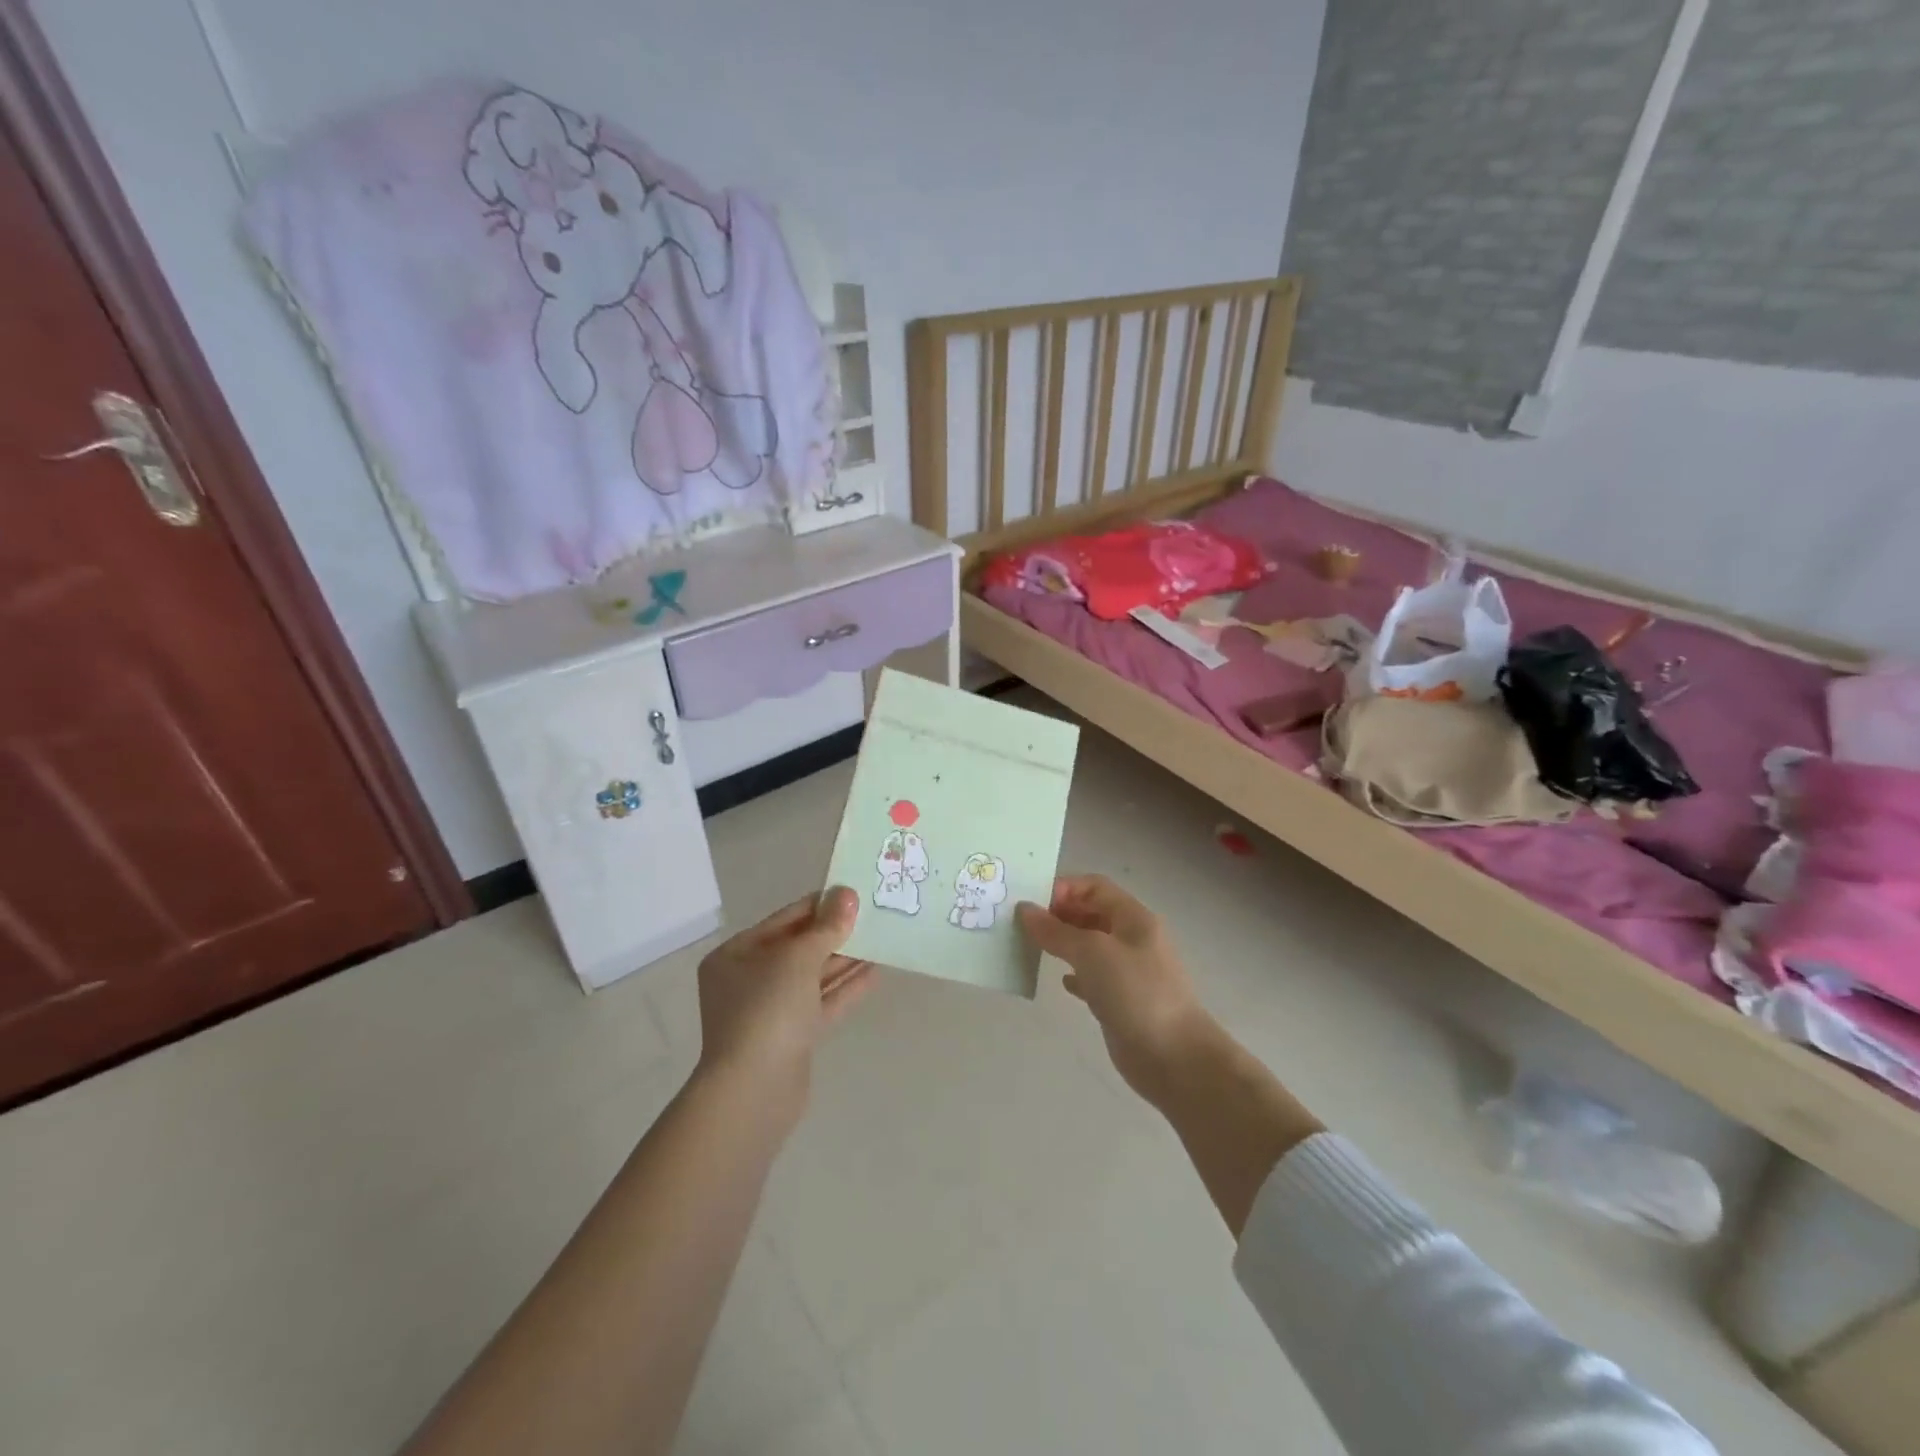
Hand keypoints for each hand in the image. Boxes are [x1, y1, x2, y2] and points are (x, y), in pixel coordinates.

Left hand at [696, 888, 874, 1117]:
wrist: (754, 1092)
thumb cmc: (767, 1010)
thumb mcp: (798, 959)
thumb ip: (827, 927)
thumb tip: (847, 894)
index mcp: (735, 955)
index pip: (784, 920)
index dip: (819, 905)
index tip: (854, 893)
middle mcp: (748, 980)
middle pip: (798, 948)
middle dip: (835, 934)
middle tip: (873, 916)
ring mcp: (769, 1012)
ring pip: (812, 977)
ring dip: (844, 960)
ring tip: (881, 941)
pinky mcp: (791, 1038)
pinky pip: (820, 1004)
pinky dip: (844, 989)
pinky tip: (874, 973)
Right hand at [1016, 875, 1215, 1105]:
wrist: (1175, 1058)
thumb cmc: (1136, 993)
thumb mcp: (1092, 953)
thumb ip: (1056, 931)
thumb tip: (1025, 909)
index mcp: (1133, 917)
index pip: (1094, 887)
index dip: (1064, 888)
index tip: (1031, 903)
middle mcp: (1132, 938)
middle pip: (1091, 913)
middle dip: (1059, 914)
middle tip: (1022, 926)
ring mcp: (1128, 971)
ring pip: (1089, 946)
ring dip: (1063, 944)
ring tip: (1031, 949)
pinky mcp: (1122, 1000)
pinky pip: (1093, 977)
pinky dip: (1075, 974)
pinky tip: (1062, 983)